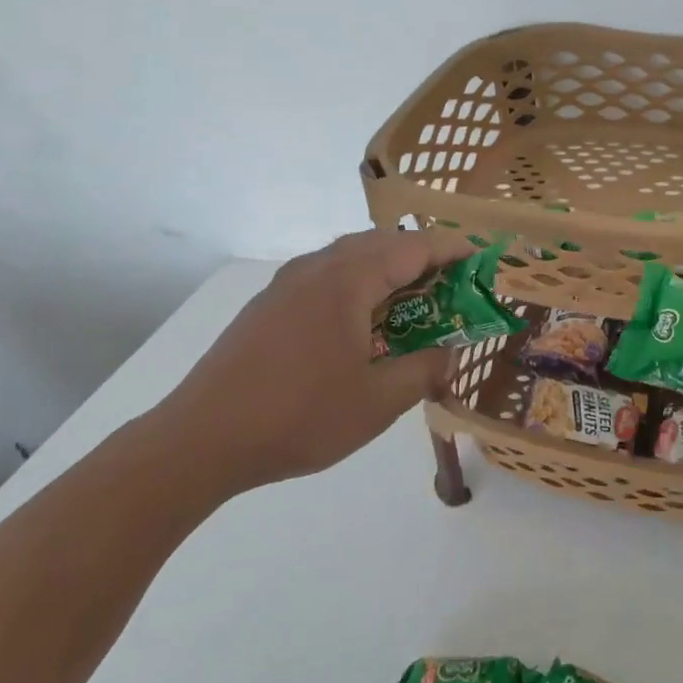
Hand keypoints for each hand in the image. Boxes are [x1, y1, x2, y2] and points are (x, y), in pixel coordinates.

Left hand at [148, 228, 474, 493]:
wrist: (201, 440)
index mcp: (346, 282)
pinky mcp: (268, 305)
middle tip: (452, 285)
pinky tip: (362, 322)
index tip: (481, 257)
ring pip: (349, 257)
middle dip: (422, 256)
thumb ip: (424, 370)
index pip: (412, 247)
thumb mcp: (377, 403)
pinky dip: (358, 284)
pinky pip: (325, 276)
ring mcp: (286, 284)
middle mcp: (316, 269)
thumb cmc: (298, 417)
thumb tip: (449, 353)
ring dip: (387, 269)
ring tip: (412, 303)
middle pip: (380, 243)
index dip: (451, 248)